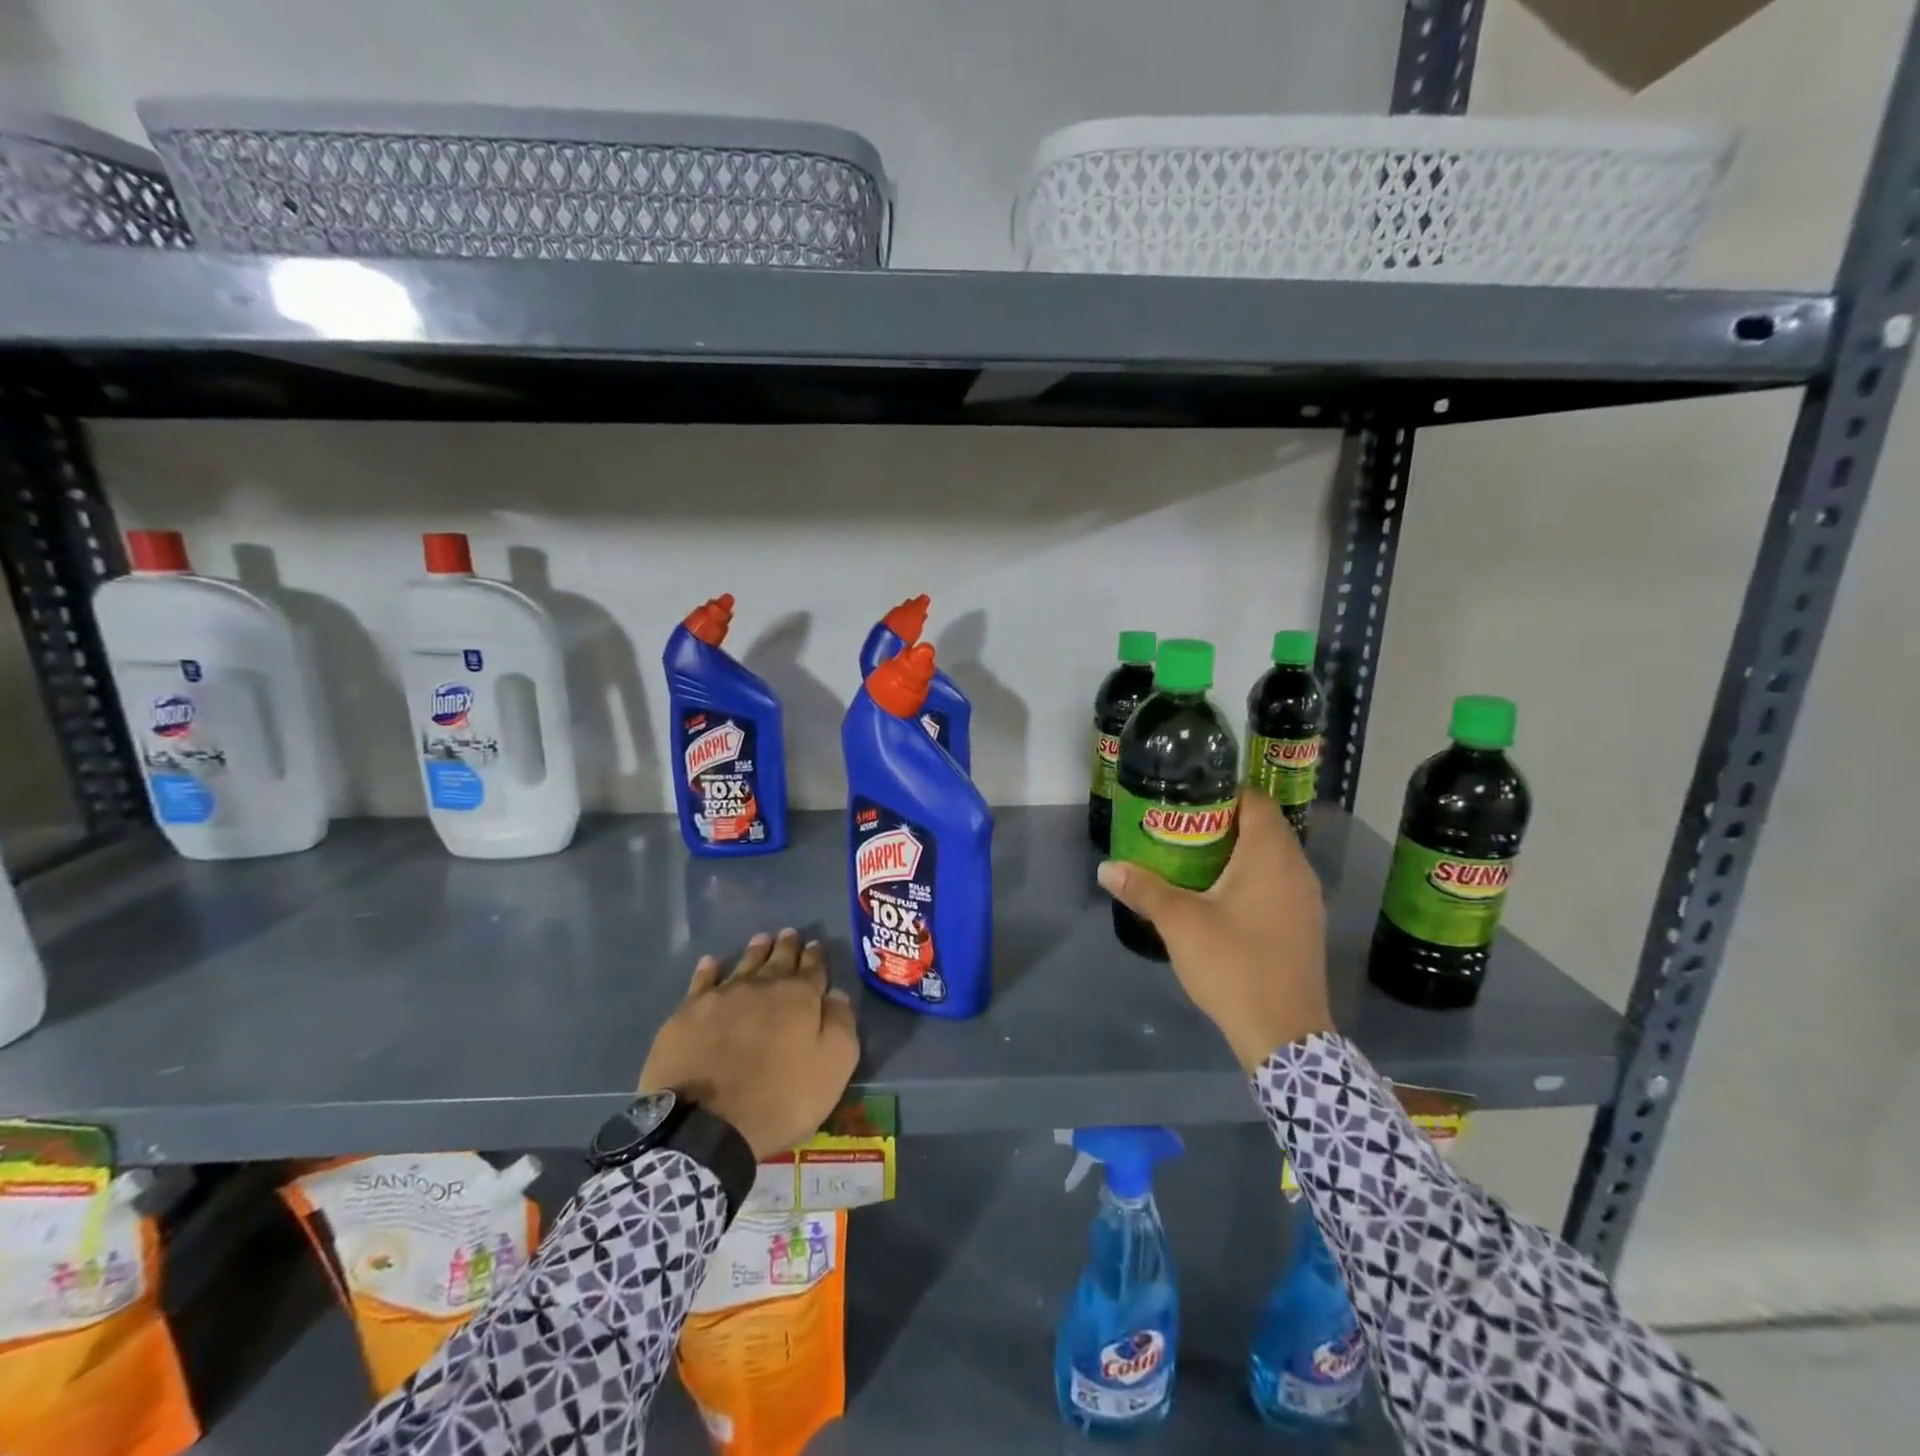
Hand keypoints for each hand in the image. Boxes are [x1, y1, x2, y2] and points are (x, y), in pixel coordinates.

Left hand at [640, 928, 859, 1160]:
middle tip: (790, 934)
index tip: (816, 945)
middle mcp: (762, 986)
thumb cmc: (780, 1099)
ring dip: (755, 951)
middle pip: (778, 959)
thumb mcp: (833, 1067)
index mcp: (799, 997)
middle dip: (787, 946)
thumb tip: (836, 994)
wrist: (705, 1125)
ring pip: (743, 964)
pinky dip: (709, 969)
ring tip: (761, 939)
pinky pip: (702, 981)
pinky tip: (712, 963)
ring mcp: (721, 996)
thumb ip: (841, 1024)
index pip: (813, 968)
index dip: (816, 956)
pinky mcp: (687, 1013)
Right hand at [1098, 789, 1332, 1070]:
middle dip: (1224, 822)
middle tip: (1181, 829)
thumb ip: (1144, 889)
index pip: (1254, 800)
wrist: (1285, 1034)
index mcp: (1270, 855)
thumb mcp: (1179, 923)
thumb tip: (1106, 868)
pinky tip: (1222, 898)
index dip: (1221, 793)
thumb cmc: (1233, 964)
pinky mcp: (1305, 924)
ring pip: (1272, 857)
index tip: (1186, 800)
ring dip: (1239, 852)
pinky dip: (1252, 878)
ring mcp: (1306, 898)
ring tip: (1195, 859)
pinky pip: (1278, 883)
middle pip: (1263, 826)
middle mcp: (1296, 868)